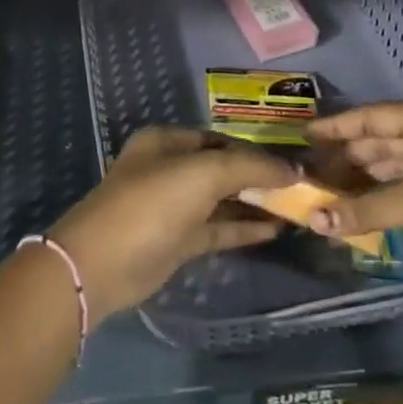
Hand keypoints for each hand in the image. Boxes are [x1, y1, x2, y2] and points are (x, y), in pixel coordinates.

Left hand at [49, 127, 296, 320]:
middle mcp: (169, 168)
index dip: (256, 149)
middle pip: (222, 168)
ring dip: (255, 203)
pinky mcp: (177, 240)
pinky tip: (275, 229)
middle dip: (258, 177)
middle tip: (300, 187)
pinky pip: (217, 227)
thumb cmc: (151, 203)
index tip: (293, 162)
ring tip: (297, 208)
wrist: (102, 264)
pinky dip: (243, 227)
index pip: (221, 138)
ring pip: (221, 200)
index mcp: (167, 141)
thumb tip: (290, 168)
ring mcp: (173, 206)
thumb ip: (248, 167)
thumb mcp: (202, 174)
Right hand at [306, 103, 402, 293]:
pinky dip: (381, 197)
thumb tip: (314, 221)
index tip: (304, 136)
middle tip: (308, 172)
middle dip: (345, 157)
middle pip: (379, 141)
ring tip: (325, 192)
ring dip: (361, 179)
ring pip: (392, 167)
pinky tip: (359, 209)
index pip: (372, 117)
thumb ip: (368, 209)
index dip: (337, 126)